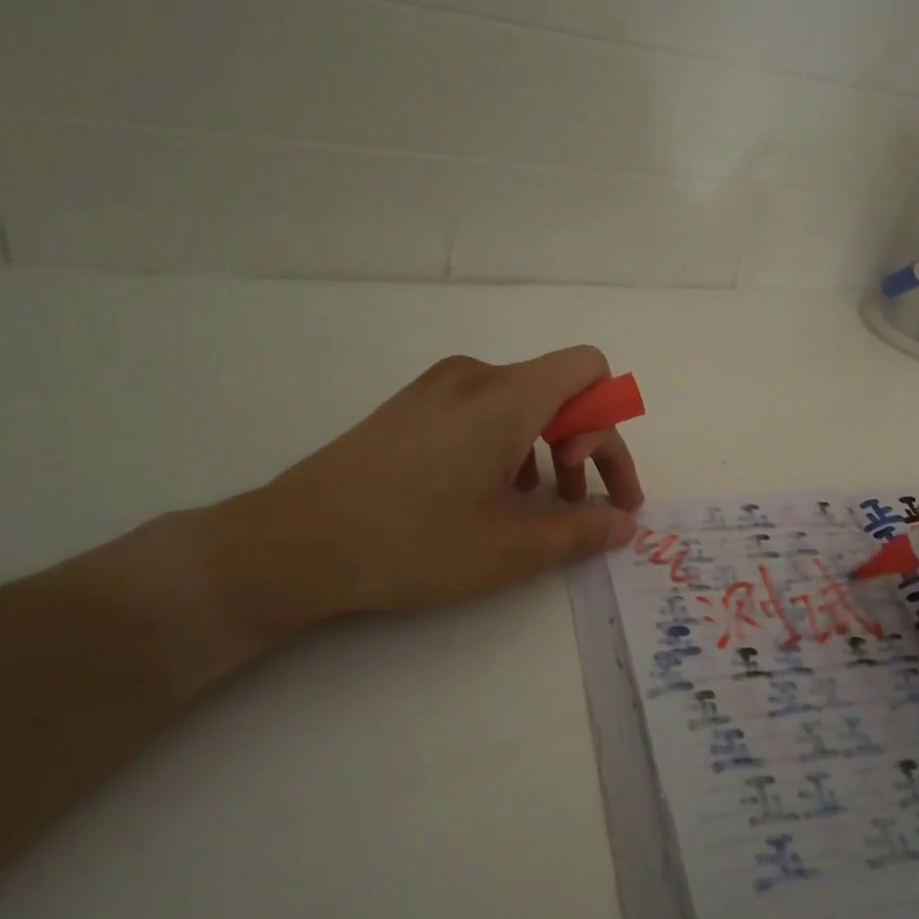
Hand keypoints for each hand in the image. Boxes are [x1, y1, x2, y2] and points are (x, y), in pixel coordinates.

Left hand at [207, 347, 642, 637]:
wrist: (294, 543)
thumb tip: (624, 524)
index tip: (599, 484)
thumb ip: (581, 530)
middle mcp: (476, 376)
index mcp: (507, 396)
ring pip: (521, 400)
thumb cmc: (413, 541)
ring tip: (535, 501)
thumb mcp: (510, 548)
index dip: (611, 424)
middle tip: (581, 504)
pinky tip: (489, 491)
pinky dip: (508, 442)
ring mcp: (438, 387)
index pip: (589, 370)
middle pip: (561, 389)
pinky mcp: (411, 405)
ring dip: (547, 446)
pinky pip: (483, 408)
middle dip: (586, 445)